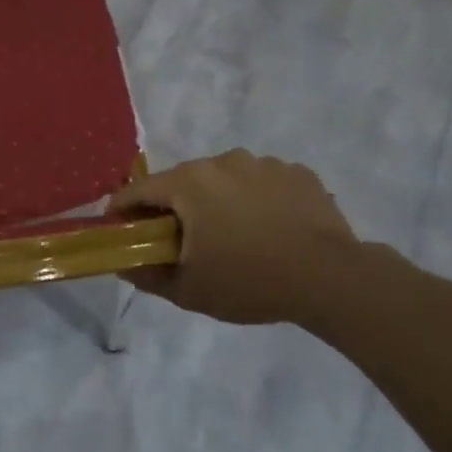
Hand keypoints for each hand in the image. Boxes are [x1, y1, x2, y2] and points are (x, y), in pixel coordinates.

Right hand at [111, 151, 361, 328]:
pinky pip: (262, 183)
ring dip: (219, 201)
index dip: (124, 210)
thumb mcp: (188, 290)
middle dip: (175, 207)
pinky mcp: (298, 173)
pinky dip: (256, 201)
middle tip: (181, 241)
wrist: (330, 278)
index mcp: (189, 183)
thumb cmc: (249, 281)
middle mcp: (223, 161)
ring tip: (234, 237)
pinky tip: (269, 230)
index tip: (121, 229)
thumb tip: (122, 263)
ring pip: (225, 179)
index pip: (139, 190)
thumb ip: (147, 274)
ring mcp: (264, 163)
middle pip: (183, 181)